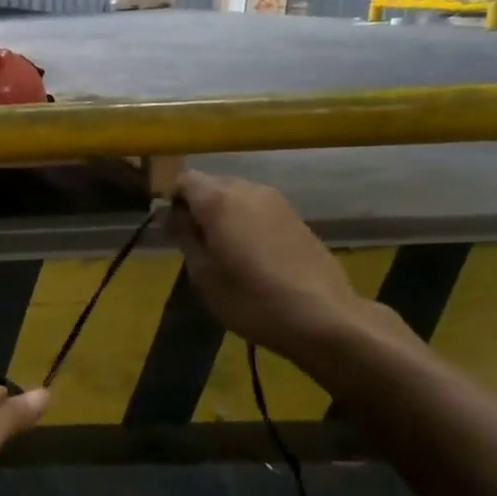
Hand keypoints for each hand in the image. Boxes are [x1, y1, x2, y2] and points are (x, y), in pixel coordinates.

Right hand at [169, 171, 389, 361]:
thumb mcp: (203, 274)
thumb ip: (184, 237)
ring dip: (224, 216)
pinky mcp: (296, 217)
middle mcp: (248, 189)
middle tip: (197, 246)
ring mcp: (277, 201)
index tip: (174, 232)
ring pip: (237, 197)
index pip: (184, 180)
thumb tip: (174, 215)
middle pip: (212, 185)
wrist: (322, 315)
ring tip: (225, 253)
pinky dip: (247, 223)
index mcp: (219, 200)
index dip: (174, 202)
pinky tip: (253, 256)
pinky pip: (258, 209)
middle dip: (199, 208)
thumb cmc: (251, 299)